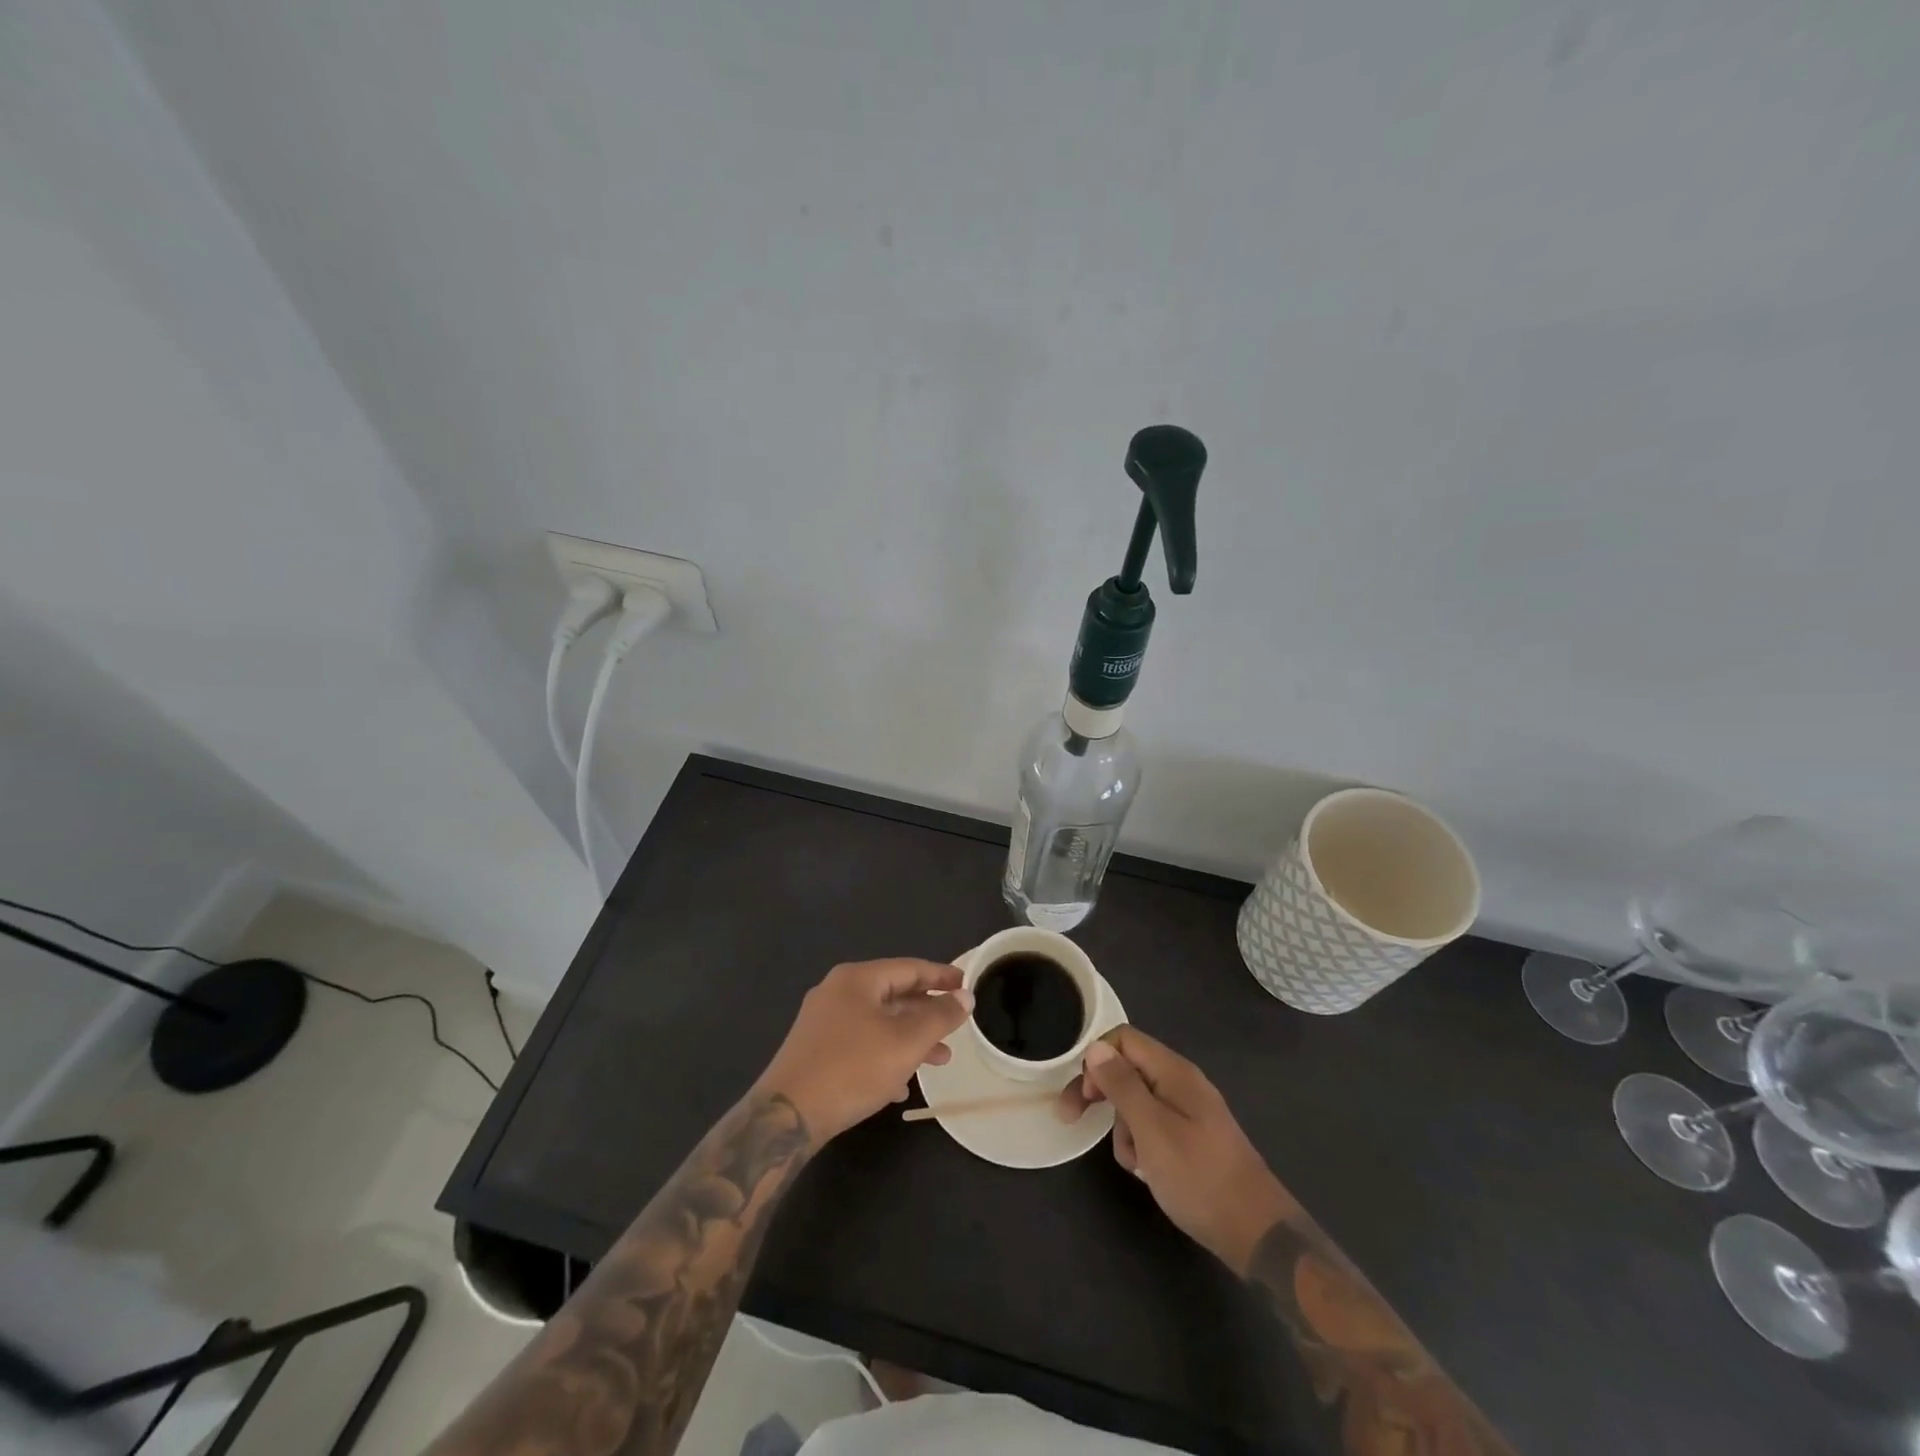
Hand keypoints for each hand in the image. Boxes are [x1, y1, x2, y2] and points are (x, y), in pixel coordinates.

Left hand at [755, 959, 973, 1142]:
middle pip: (893, 994)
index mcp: (857, 979)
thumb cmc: (852, 1068)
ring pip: (878, 1022)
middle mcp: (837, 992)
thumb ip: (939, 1016)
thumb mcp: (906, 1042)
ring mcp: (822, 1021)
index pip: (909, 968)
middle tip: (956, 1027)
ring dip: (910, 1038)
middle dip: (927, 1013)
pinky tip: (900, 1085)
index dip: (941, 975)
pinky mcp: (814, 1050)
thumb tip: (965, 995)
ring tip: (939, 1060)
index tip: (966, 984)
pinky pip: (859, 1043)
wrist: (786, 1117)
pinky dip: (885, 1054)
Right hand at [1057, 1025, 1293, 1273]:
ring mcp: (1189, 1111)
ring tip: (1134, 1161)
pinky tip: (1148, 1171)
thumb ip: (1122, 1085)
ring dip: (1123, 1127)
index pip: (1123, 1039)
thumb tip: (1095, 1047)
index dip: (1096, 1059)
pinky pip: (1154, 1126)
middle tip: (1073, 1119)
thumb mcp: (1152, 1129)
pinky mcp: (1192, 1138)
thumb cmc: (1199, 1176)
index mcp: (1174, 1072)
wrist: (1256, 1233)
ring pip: (1137, 1102)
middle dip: (1101, 1093)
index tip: (1084, 1096)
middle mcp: (1181, 1083)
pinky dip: (1142, 1144)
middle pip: (1128, 1069)